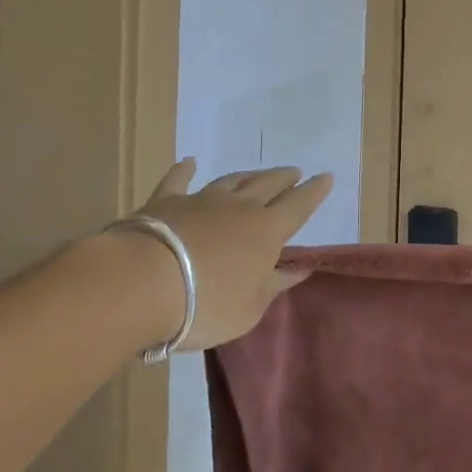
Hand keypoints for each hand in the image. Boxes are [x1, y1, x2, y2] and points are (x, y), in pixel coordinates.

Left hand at [123, 159, 332, 350]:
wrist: (144, 283)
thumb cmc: (205, 304)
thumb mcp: (249, 308)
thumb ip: (274, 285)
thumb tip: (300, 268)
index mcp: (266, 231)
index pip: (299, 205)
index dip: (314, 191)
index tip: (327, 177)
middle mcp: (240, 207)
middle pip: (268, 185)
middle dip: (284, 178)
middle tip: (294, 172)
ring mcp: (202, 200)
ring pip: (232, 180)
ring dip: (248, 175)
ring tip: (258, 172)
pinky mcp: (166, 202)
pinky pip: (178, 180)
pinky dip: (185, 170)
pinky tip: (188, 162)